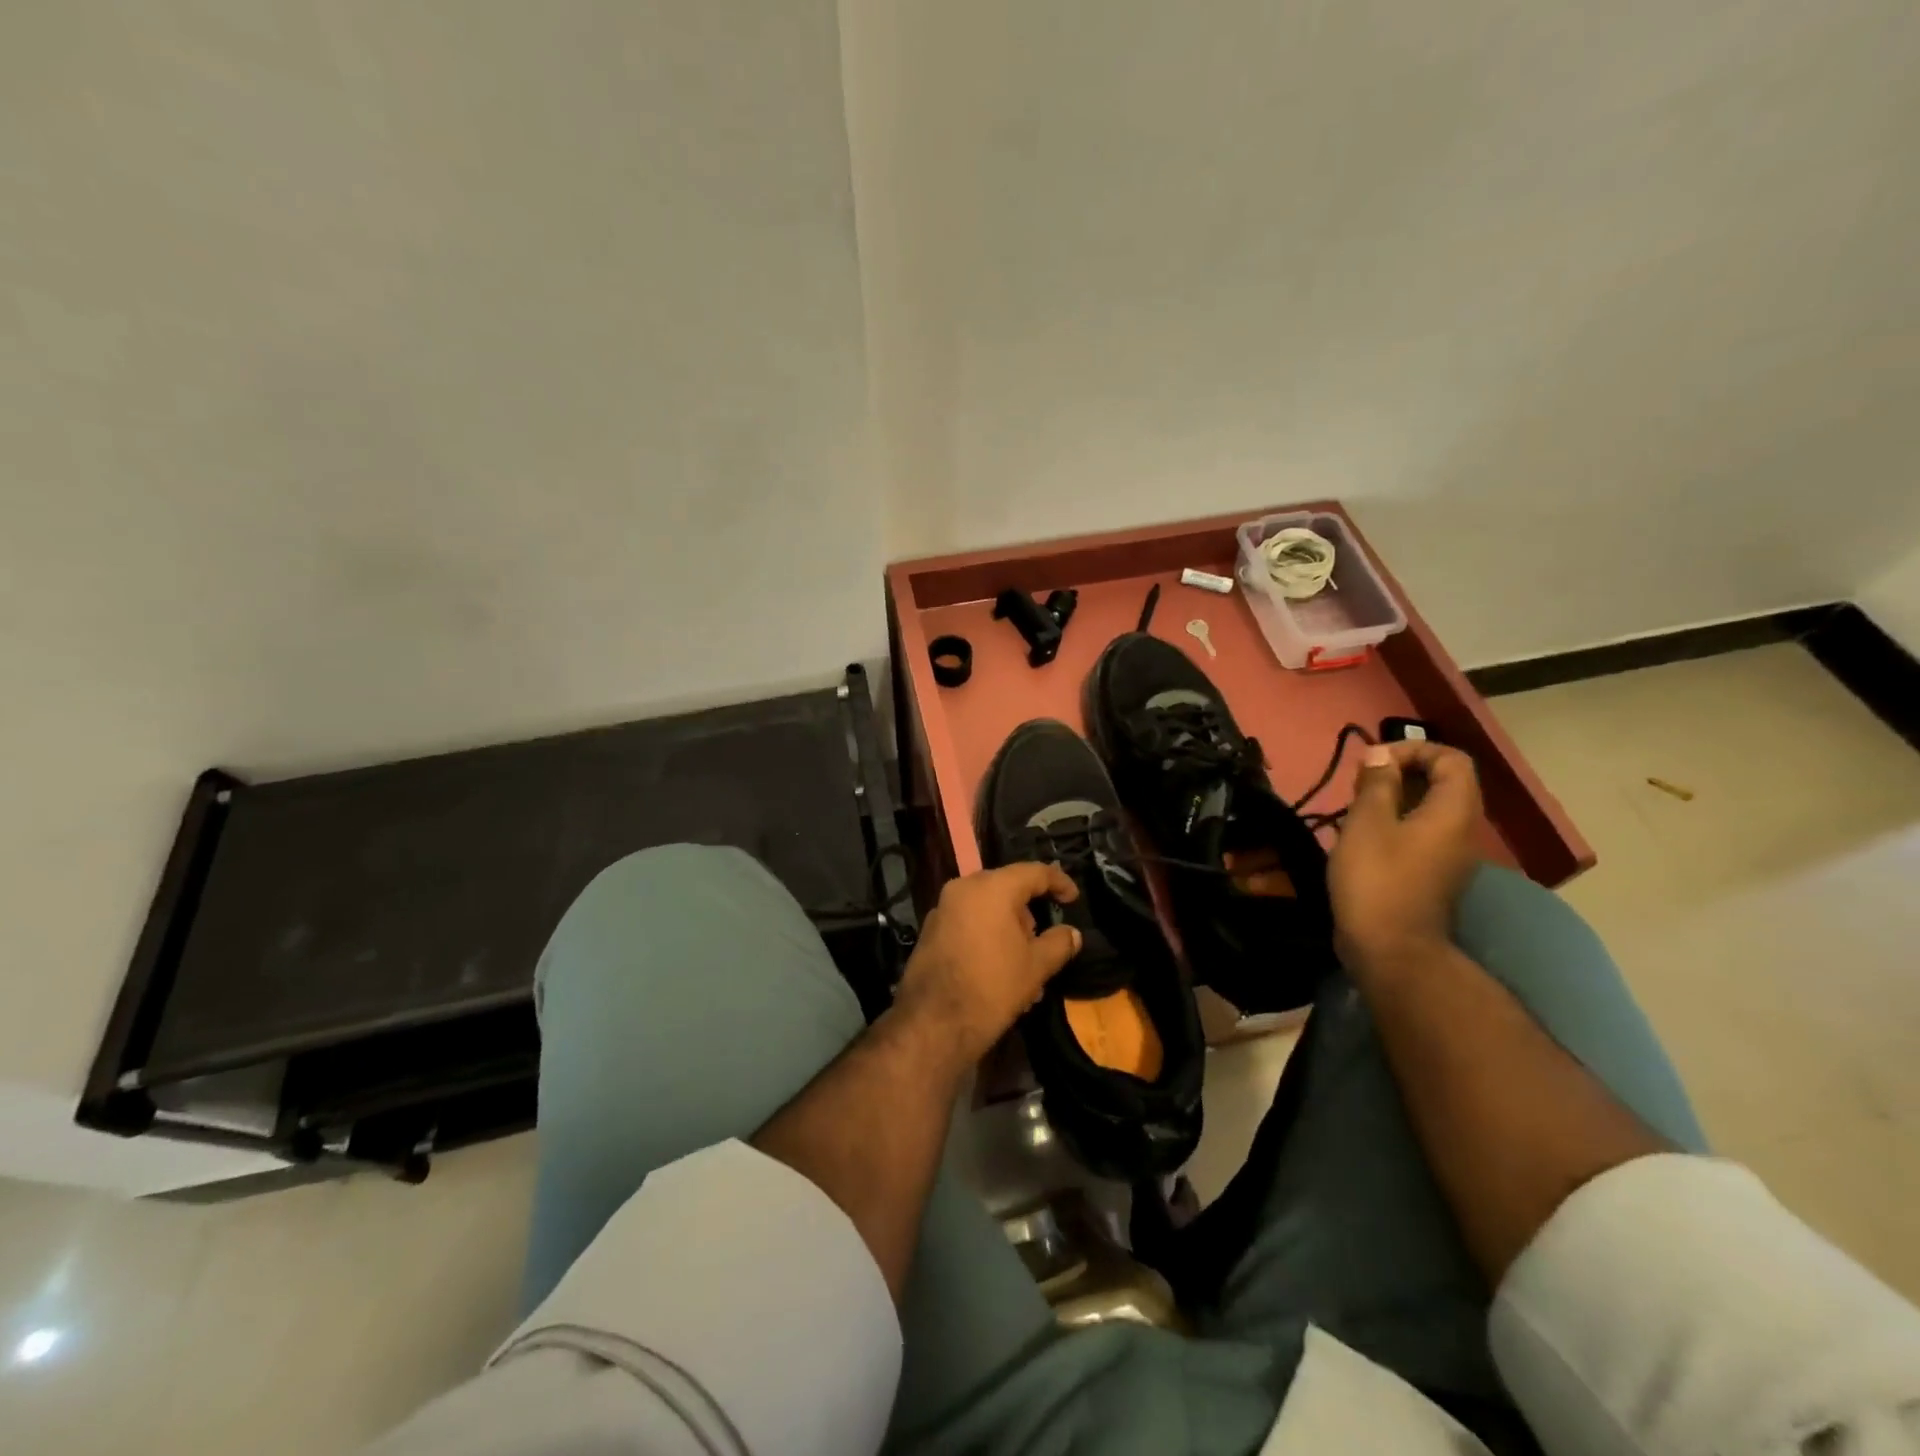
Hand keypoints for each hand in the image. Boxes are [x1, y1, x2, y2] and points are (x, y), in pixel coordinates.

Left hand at [892, 863, 1081, 1066]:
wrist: (933, 1022)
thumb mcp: (1036, 966)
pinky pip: (968, 923)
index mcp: (992, 887)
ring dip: (1009, 930)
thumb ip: (1059, 943)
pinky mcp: (930, 930)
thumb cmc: (992, 986)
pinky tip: (999, 970)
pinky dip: (987, 936)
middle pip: (1007, 889)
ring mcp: (943, 908)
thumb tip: (1072, 933)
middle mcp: (963, 888)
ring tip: (1025, 966)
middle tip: (1045, 941)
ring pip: (987, 908)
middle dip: (1029, 913)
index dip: (1059, 882)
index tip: (1073, 898)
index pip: (1033, 872)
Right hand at [1328, 741, 1482, 979]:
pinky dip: (1396, 823)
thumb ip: (1376, 783)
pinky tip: (1363, 836)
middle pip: (1444, 783)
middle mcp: (1463, 830)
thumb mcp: (1367, 823)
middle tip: (1360, 782)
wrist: (1390, 949)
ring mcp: (1451, 856)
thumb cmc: (1377, 879)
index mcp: (1453, 811)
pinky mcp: (1434, 875)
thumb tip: (1381, 756)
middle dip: (1402, 772)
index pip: (1452, 760)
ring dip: (1395, 798)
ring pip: (1430, 809)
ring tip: (1356, 807)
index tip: (1375, 762)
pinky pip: (1422, 833)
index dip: (1415, 749)